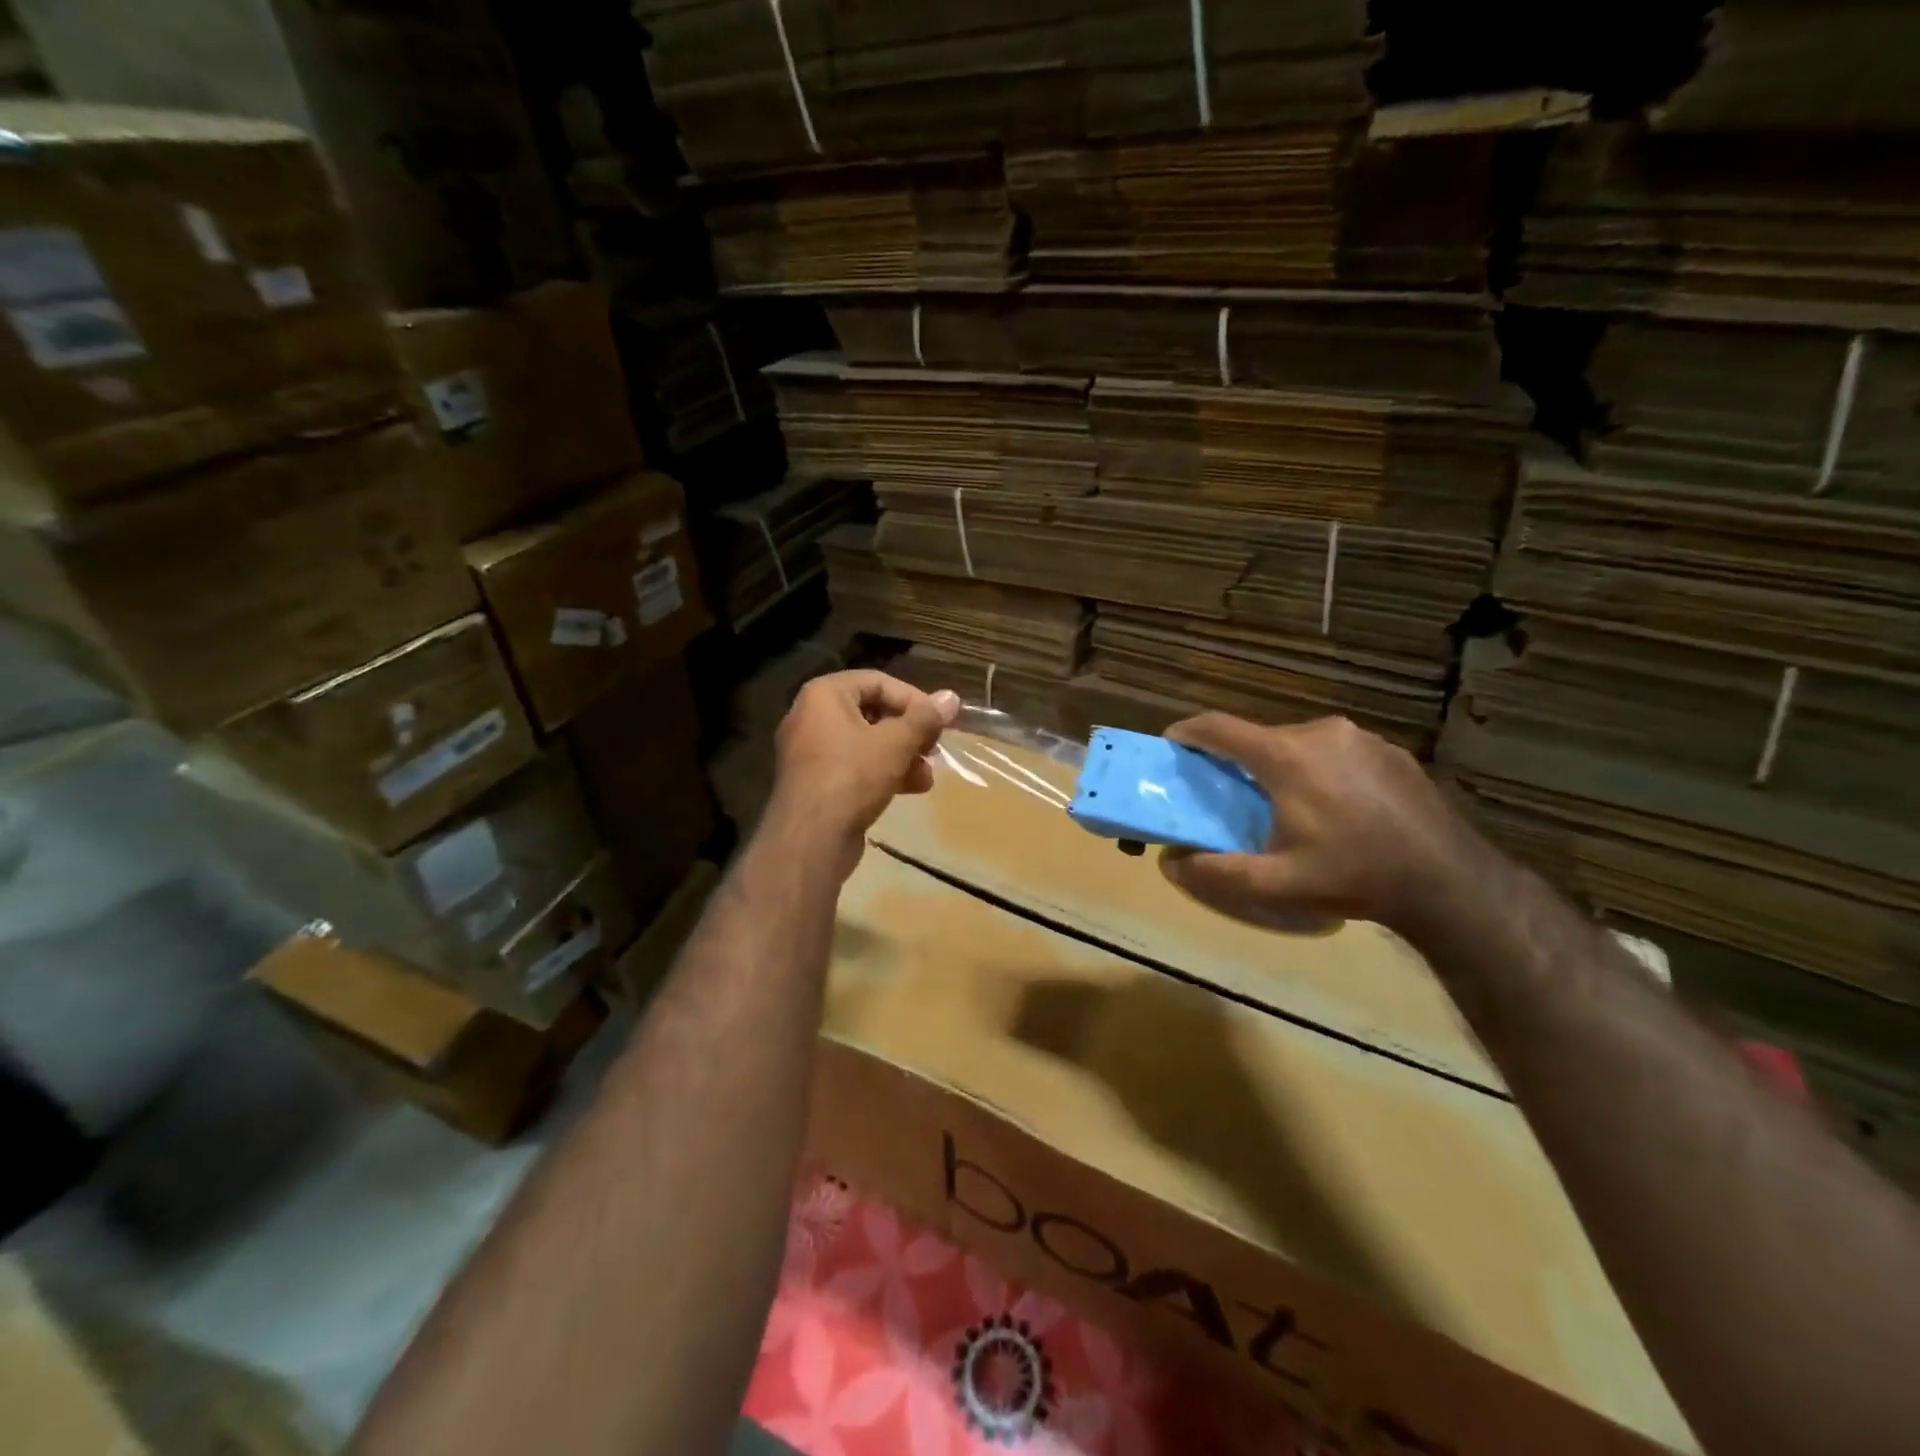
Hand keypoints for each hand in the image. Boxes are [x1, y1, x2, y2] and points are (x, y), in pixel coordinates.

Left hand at [766, 671, 959, 875]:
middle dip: (910, 732)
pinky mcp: (817, 782)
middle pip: (873, 712)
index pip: (878, 682)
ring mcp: (811, 752)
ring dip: (902, 755)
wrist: (810, 839)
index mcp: (824, 695)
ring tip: (928, 774)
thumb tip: (951, 697)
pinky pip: (855, 766)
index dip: (914, 699)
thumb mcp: (896, 743)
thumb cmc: (852, 777)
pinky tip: (913, 788)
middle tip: (935, 748)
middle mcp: (812, 716)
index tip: (939, 722)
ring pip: (867, 743)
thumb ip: (925, 718)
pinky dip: (883, 772)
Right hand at [1158, 714, 1480, 934]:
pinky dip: (1319, 770)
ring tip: (1285, 807)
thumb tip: (1170, 864)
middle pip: (1260, 737)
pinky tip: (1335, 808)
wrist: (1449, 882)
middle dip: (1238, 760)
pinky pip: (1335, 751)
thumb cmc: (1354, 875)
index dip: (1188, 733)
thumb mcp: (1276, 884)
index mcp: (1286, 755)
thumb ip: (1216, 872)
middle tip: (1231, 796)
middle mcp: (1321, 732)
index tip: (1171, 744)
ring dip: (1281, 766)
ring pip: (1300, 743)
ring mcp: (1361, 738)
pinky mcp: (1390, 751)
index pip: (1219, 727)